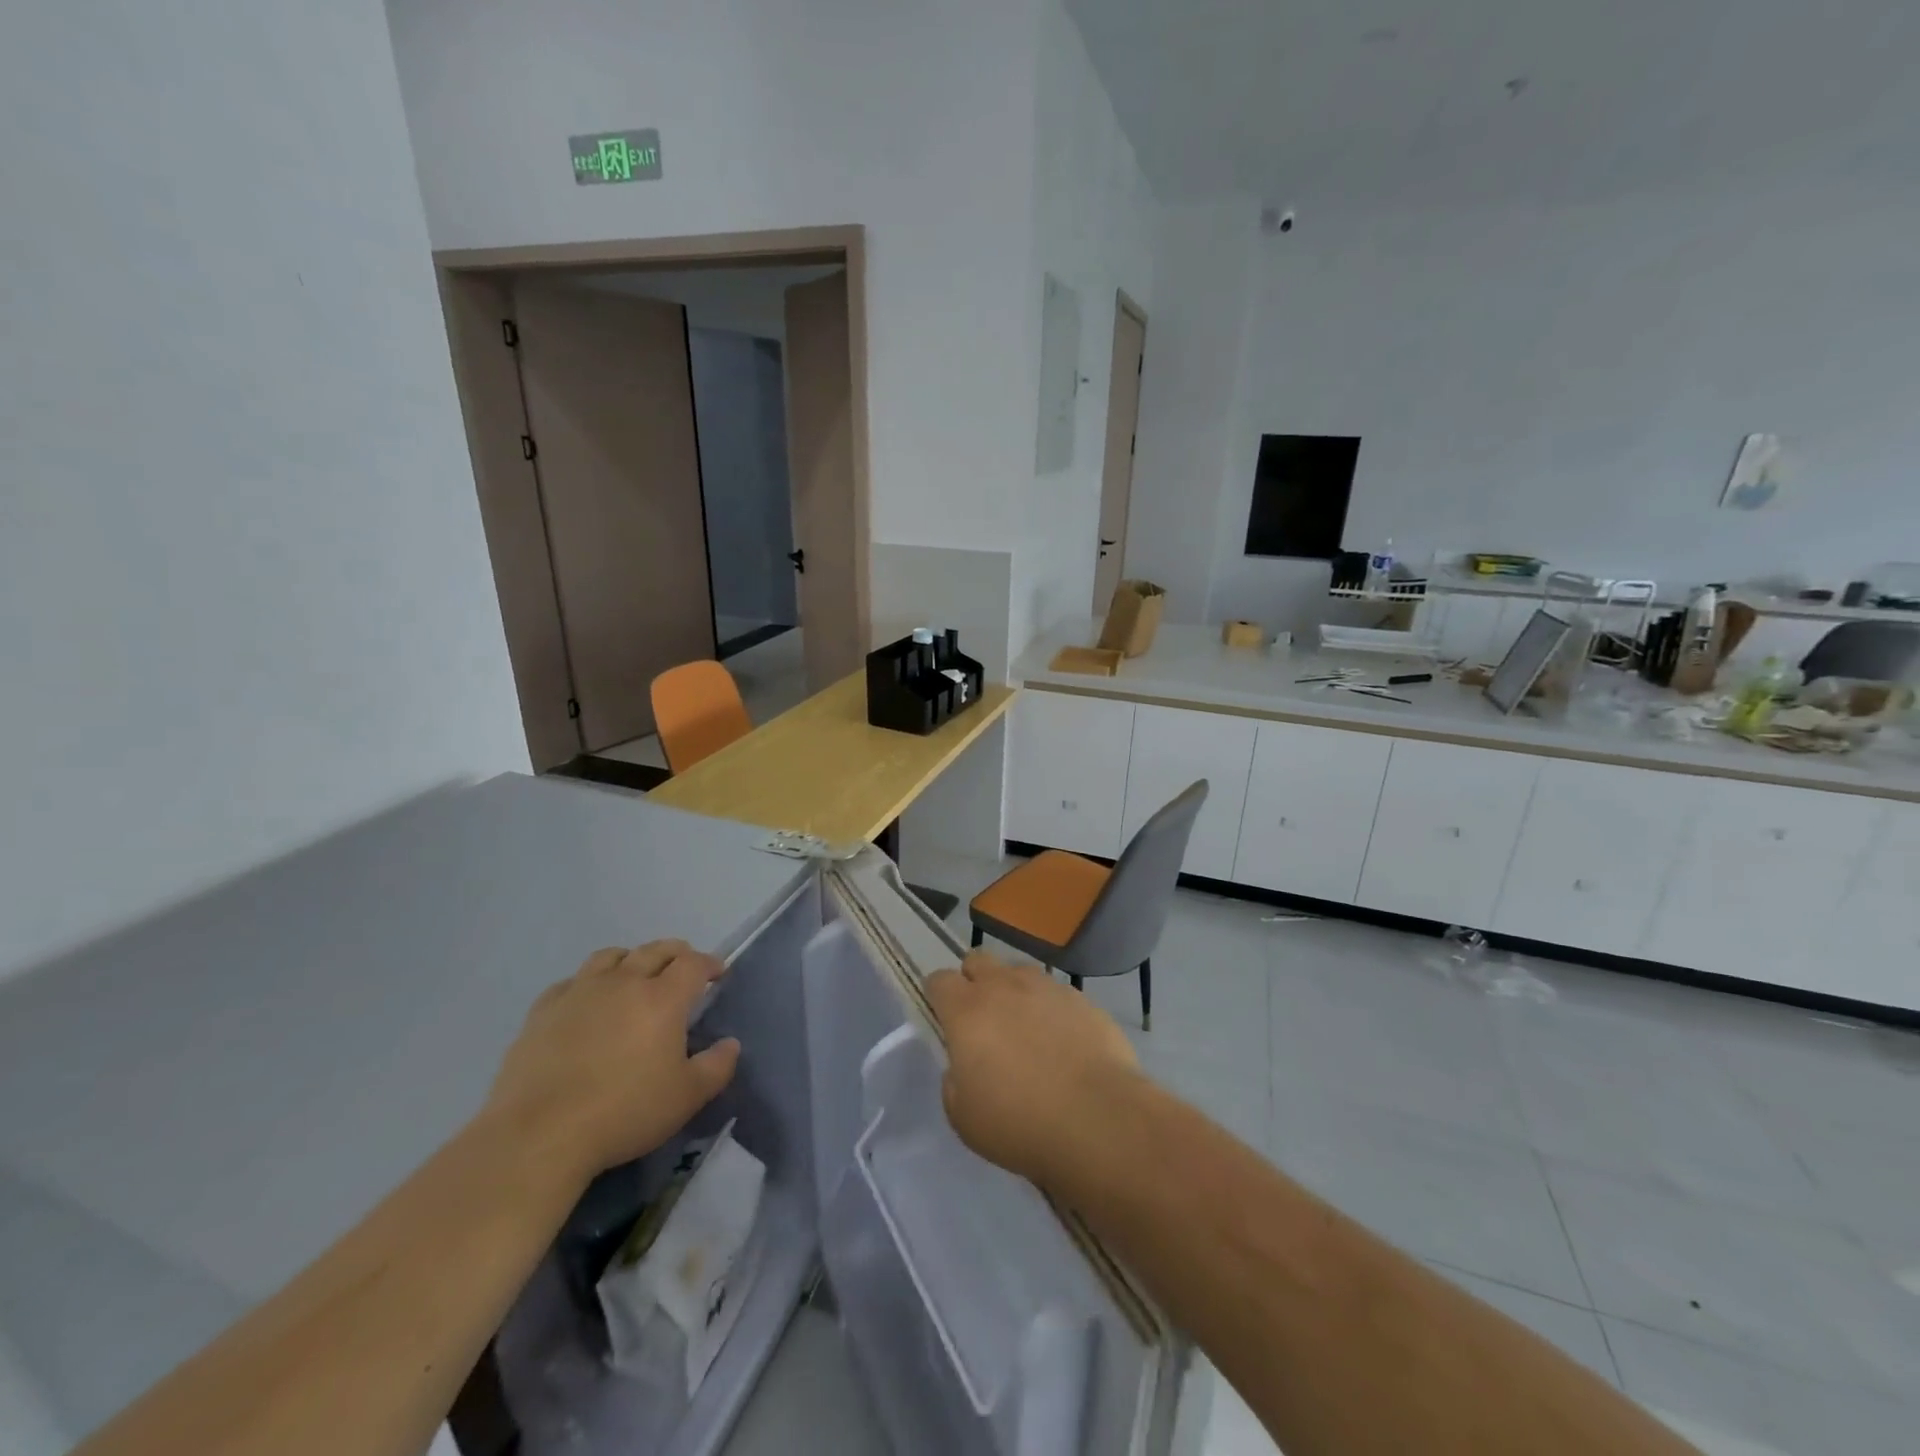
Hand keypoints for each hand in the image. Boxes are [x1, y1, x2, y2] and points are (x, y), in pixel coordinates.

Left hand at [486, 940, 739, 1182]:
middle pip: (655, 950)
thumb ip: (717, 1067)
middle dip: (676, 953)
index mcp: (662, 998)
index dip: (709, 963)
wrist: (539, 1135)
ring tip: (635, 975)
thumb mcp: (686, 1098)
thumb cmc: (623, 1113)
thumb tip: (731, 1044)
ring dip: (631, 959)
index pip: (693, 963)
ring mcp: (580, 992)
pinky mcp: (543, 1011)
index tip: (717, 974)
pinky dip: (588, 983)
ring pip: (611, 956)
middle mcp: (623, 982)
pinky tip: (587, 1002)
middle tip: (683, 967)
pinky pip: (572, 981)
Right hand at [924, 951, 1144, 1192]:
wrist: (1097, 1119)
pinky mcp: (1081, 998)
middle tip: (982, 1018)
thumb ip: (954, 1081)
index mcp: (966, 1011)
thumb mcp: (964, 1118)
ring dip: (1013, 990)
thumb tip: (963, 1066)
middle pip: (978, 960)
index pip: (939, 980)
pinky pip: (1055, 992)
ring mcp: (1046, 987)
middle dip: (973, 980)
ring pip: (1018, 971)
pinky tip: (1062, 1040)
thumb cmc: (1019, 1124)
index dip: (938, 995)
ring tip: (1025, 1028)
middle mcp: (1003, 986)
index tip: (944, 1017)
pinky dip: (1050, 1008)